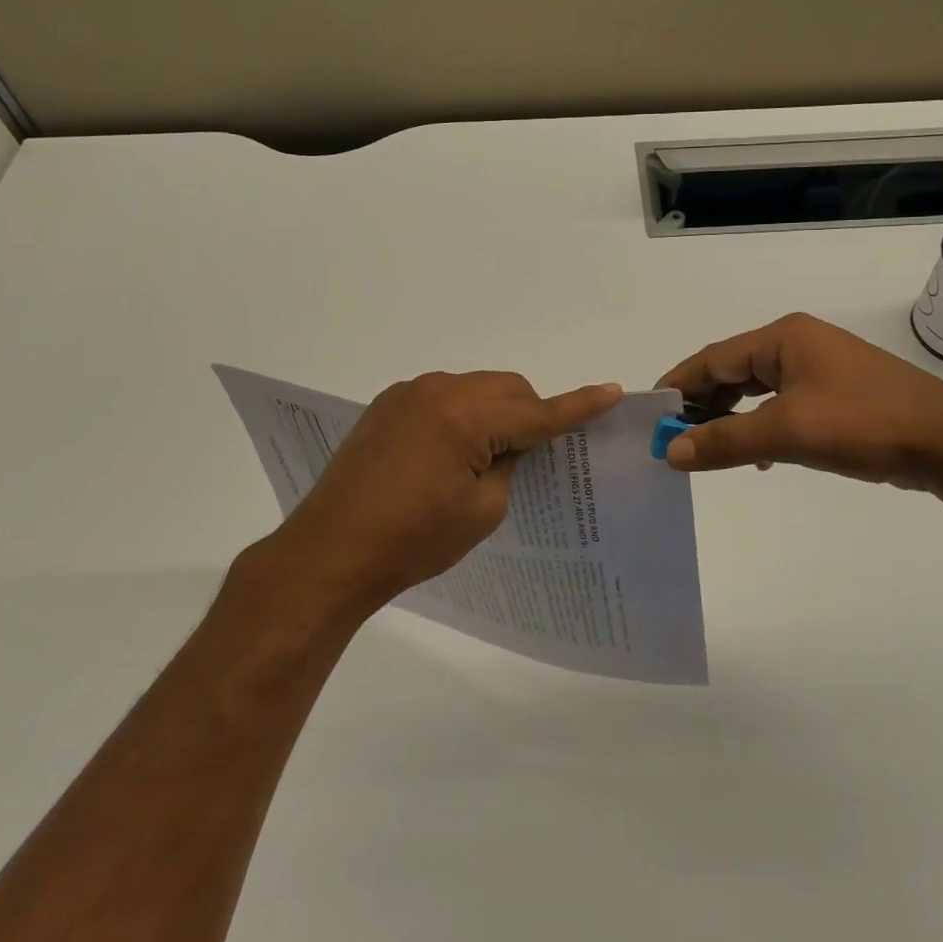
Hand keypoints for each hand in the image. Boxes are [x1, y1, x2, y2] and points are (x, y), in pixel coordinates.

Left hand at [277, 372, 622, 613]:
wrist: (331, 552)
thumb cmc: (413, 540)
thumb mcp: (482, 510)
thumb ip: (509, 465)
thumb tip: (509, 445)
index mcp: (467, 416)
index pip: (538, 411)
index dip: (578, 406)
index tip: (612, 392)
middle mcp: (439, 390)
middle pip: (507, 389)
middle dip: (528, 415)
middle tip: (531, 456)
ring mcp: (409, 393)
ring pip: (475, 389)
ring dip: (492, 414)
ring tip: (483, 458)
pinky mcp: (387, 405)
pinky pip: (443, 398)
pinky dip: (460, 415)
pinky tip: (446, 454)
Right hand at [655, 313, 942, 490]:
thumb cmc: (864, 425)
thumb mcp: (787, 432)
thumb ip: (725, 441)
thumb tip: (671, 452)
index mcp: (783, 337)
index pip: (714, 358)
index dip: (679, 386)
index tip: (651, 417)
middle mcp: (799, 343)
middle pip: (733, 370)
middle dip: (704, 404)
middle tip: (675, 438)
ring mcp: (821, 368)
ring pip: (758, 389)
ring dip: (732, 417)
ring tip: (708, 448)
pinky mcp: (838, 393)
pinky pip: (783, 403)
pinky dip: (762, 425)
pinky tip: (758, 455)